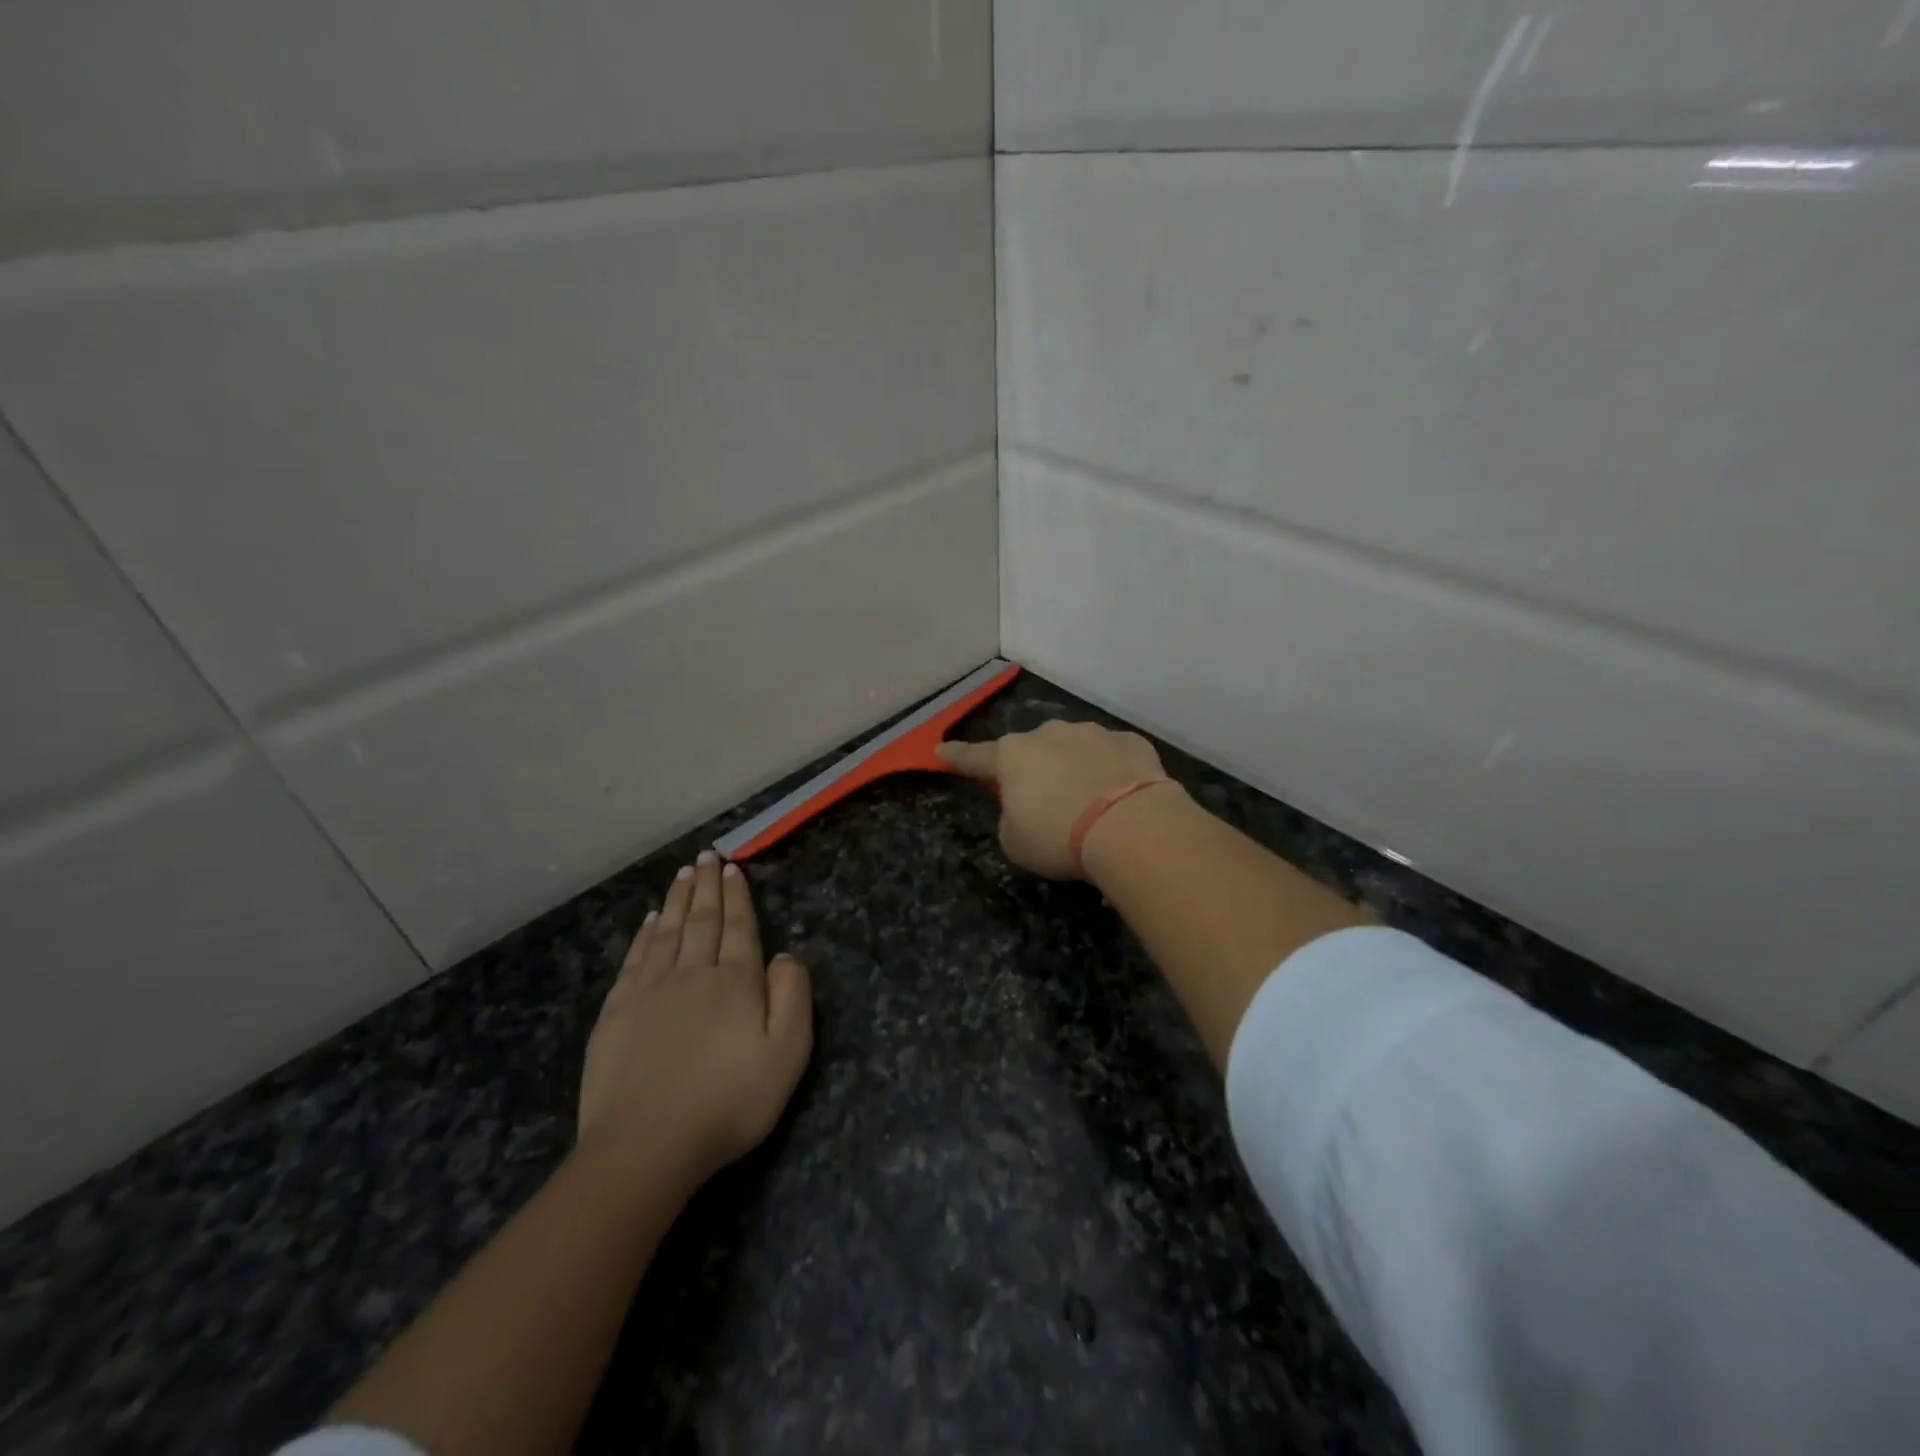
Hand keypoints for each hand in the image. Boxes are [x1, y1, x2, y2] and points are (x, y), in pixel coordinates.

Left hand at [578, 852, 812, 1191]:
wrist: (646, 1146)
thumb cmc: (728, 1102)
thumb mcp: (787, 1054)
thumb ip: (793, 996)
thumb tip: (784, 955)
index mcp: (735, 982)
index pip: (738, 927)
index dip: (737, 896)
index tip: (732, 867)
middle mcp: (693, 974)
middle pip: (702, 920)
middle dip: (706, 885)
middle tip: (707, 855)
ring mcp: (650, 991)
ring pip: (667, 932)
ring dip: (677, 899)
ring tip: (683, 873)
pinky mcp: (617, 1013)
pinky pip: (635, 959)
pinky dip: (644, 935)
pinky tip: (649, 921)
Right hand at [938, 720, 1181, 879]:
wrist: (1130, 825)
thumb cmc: (1058, 836)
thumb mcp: (1016, 843)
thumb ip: (1012, 820)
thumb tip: (1026, 810)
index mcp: (1012, 757)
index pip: (974, 757)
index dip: (956, 756)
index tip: (941, 749)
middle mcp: (1049, 735)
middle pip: (1032, 753)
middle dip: (1035, 773)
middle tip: (1046, 805)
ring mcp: (1093, 733)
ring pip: (1075, 750)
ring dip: (1075, 771)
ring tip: (1091, 807)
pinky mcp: (1131, 742)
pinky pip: (1113, 758)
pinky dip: (1112, 774)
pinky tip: (1122, 800)